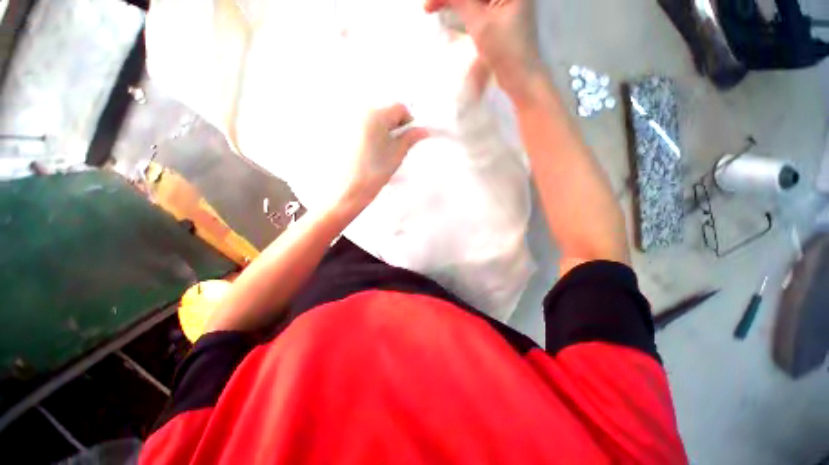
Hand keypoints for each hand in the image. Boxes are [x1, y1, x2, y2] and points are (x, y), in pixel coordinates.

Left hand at [337, 104, 428, 213]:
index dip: (409, 122)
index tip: (410, 137)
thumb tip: (423, 130)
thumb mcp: (397, 153)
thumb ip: (411, 138)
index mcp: (376, 115)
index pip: (400, 108)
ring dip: (384, 133)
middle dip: (395, 127)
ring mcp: (350, 123)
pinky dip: (371, 137)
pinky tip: (370, 154)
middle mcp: (361, 113)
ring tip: (382, 153)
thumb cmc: (375, 171)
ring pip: (376, 122)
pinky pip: (364, 129)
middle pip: (386, 113)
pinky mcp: (343, 133)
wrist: (350, 188)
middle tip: (396, 147)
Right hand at [424, 0, 541, 99]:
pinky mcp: (500, 15)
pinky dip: (463, 8)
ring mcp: (505, 2)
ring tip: (433, 7)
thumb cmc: (506, 51)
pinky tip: (450, 10)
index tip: (430, 3)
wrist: (521, 76)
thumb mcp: (481, 24)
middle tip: (429, 6)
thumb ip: (461, 2)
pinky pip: (478, 5)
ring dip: (455, 2)